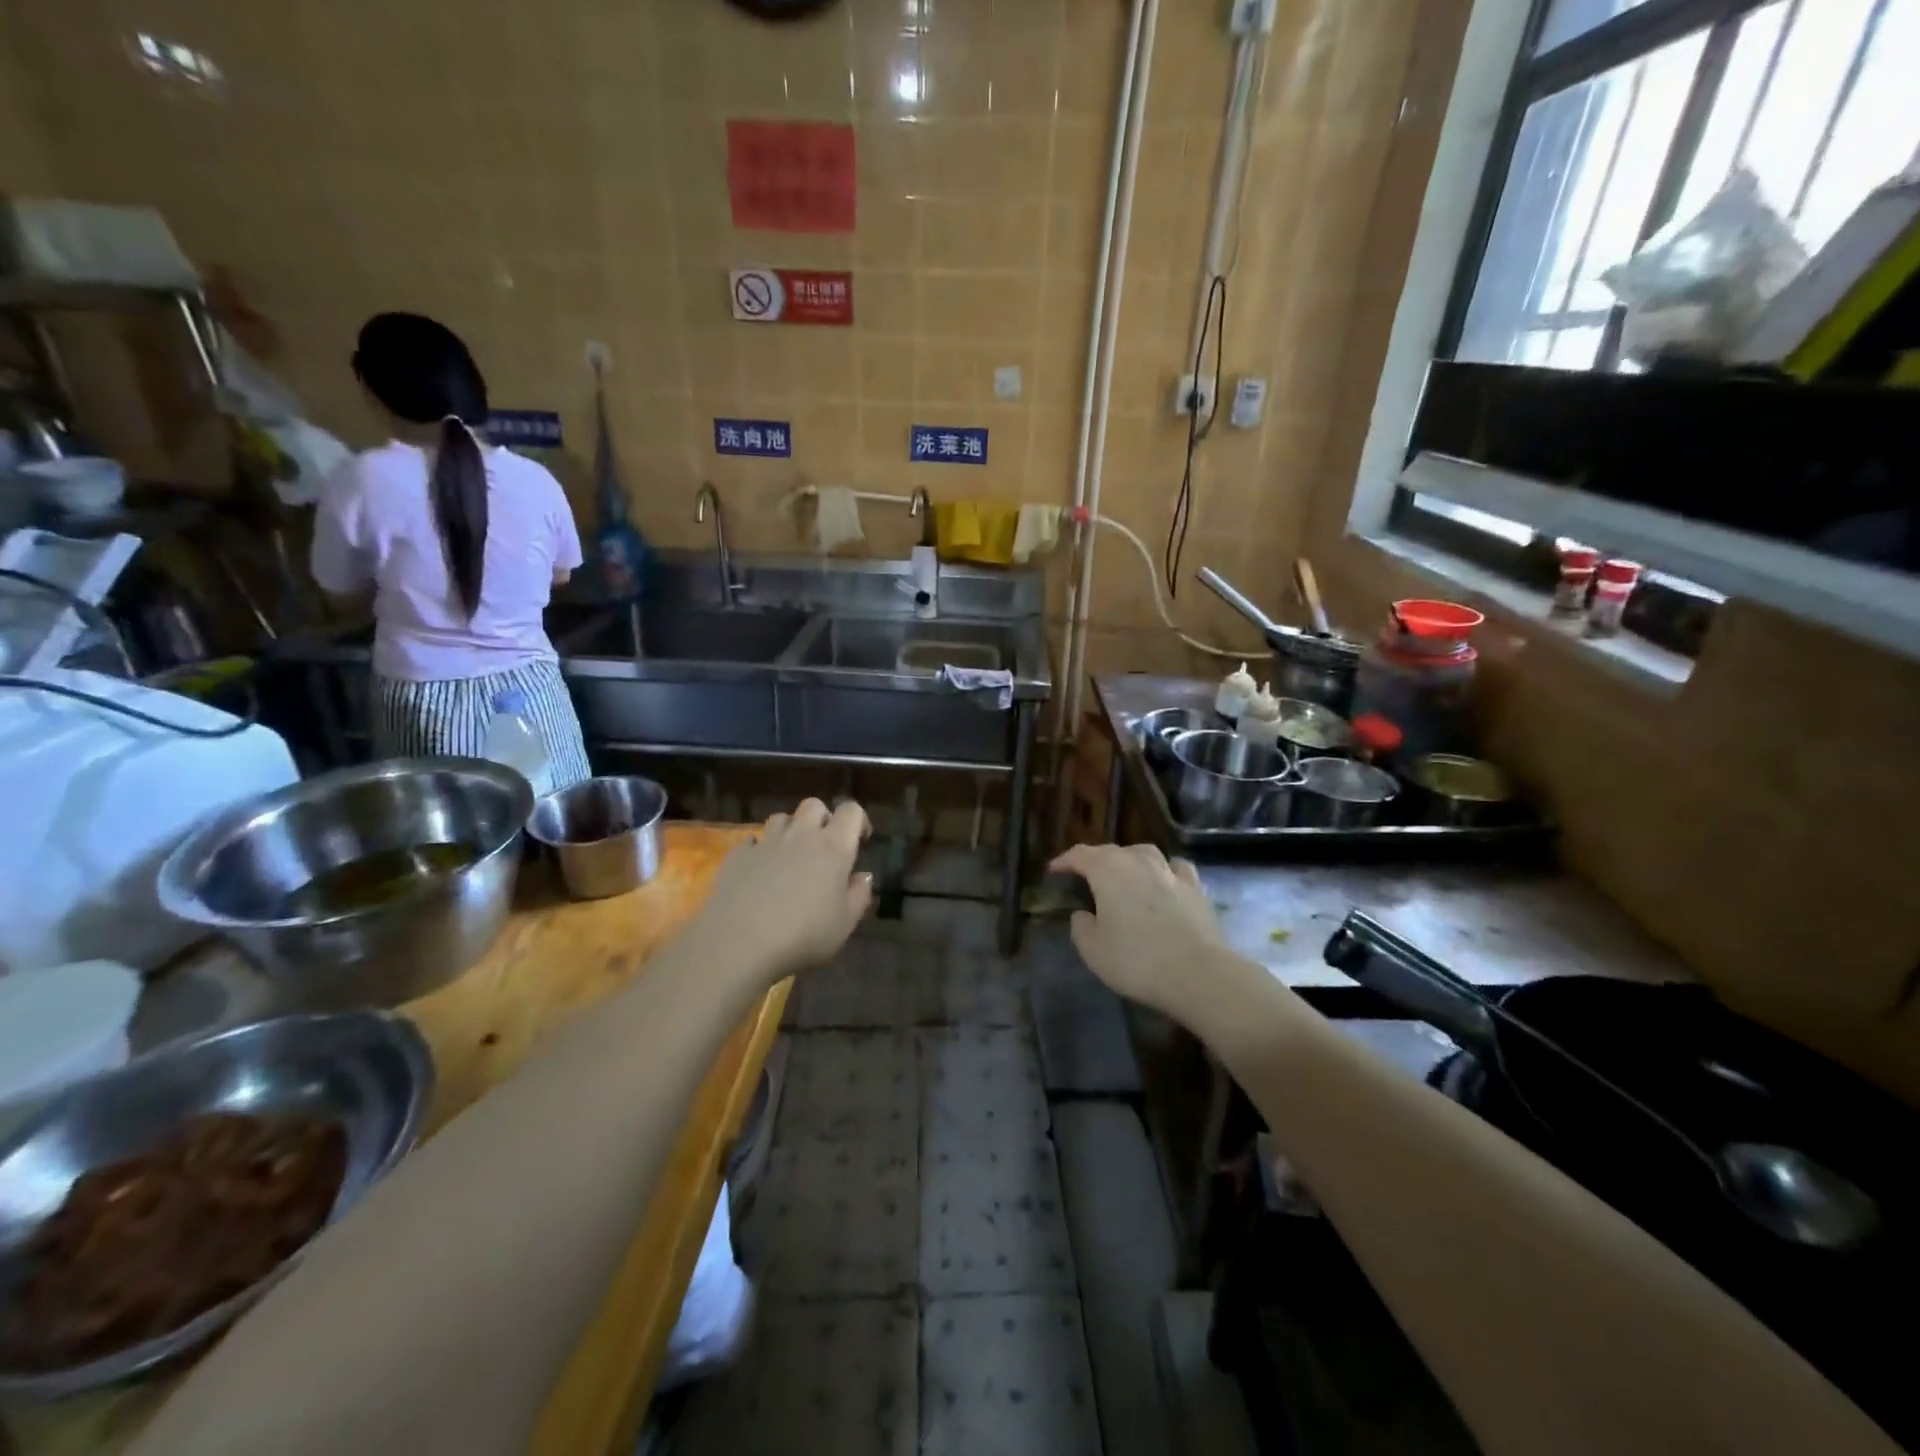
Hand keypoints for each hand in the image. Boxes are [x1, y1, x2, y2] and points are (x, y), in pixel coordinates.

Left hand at [687, 798, 872, 990]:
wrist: (739, 944)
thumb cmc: (803, 935)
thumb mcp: (844, 924)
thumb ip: (859, 895)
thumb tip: (863, 876)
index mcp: (833, 846)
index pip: (851, 811)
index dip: (858, 821)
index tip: (860, 841)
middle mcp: (801, 835)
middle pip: (814, 805)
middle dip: (823, 818)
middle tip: (825, 846)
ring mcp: (766, 842)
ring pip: (782, 818)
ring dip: (791, 831)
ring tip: (791, 856)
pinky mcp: (737, 855)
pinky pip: (753, 841)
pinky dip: (761, 850)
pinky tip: (760, 871)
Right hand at [1048, 843, 1227, 1019]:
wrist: (1199, 974)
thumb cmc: (1137, 961)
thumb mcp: (1093, 951)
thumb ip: (1081, 927)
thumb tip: (1083, 914)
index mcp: (1108, 871)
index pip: (1080, 855)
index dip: (1064, 861)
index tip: (1053, 870)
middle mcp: (1138, 861)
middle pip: (1111, 851)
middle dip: (1095, 860)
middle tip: (1085, 876)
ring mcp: (1170, 872)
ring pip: (1144, 853)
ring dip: (1129, 860)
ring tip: (1124, 874)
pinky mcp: (1196, 888)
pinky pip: (1175, 868)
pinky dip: (1164, 871)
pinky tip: (1164, 881)